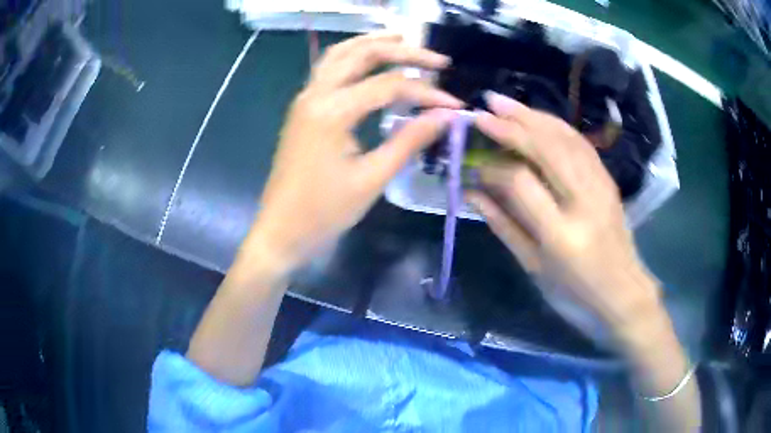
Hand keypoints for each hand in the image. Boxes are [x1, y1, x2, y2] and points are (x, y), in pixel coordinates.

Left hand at [245, 32, 461, 274]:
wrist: (280, 230)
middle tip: (437, 59)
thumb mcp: (372, 178)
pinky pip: (329, 69)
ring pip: (340, 54)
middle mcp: (316, 94)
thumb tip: (447, 117)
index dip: (427, 93)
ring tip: (404, 40)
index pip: (390, 86)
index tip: (455, 105)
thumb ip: (410, 140)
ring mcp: (305, 98)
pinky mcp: (303, 108)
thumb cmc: (324, 212)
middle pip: (362, 54)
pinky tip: (370, 61)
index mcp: (332, 111)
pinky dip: (353, 57)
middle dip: (403, 51)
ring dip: (373, 43)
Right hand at [467, 92, 662, 345]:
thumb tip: (471, 192)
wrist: (624, 292)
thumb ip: (503, 225)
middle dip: (511, 124)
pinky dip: (556, 125)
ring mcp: (600, 186)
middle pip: (546, 147)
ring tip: (504, 102)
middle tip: (484, 107)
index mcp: (561, 234)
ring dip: (532, 115)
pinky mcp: (608, 179)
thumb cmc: (574, 292)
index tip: (474, 164)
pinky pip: (580, 143)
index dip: (493, 166)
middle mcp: (584, 201)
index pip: (520, 181)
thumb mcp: (533, 267)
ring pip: (565, 137)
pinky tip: (538, 117)